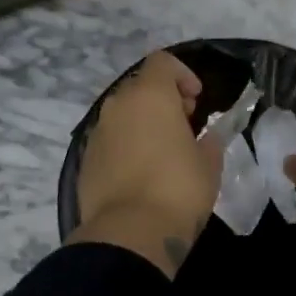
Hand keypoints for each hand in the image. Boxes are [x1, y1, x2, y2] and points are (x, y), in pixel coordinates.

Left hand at [69, 51, 223, 277]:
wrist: (130, 234)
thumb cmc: (178, 189)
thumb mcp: (209, 164)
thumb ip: (209, 142)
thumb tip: (205, 138)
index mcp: (150, 96)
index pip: (162, 62)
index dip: (182, 75)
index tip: (197, 100)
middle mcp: (118, 106)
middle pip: (140, 86)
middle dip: (163, 99)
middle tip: (184, 125)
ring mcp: (97, 133)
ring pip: (122, 115)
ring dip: (143, 123)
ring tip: (164, 152)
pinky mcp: (85, 160)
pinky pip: (110, 141)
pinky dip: (126, 146)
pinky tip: (142, 174)